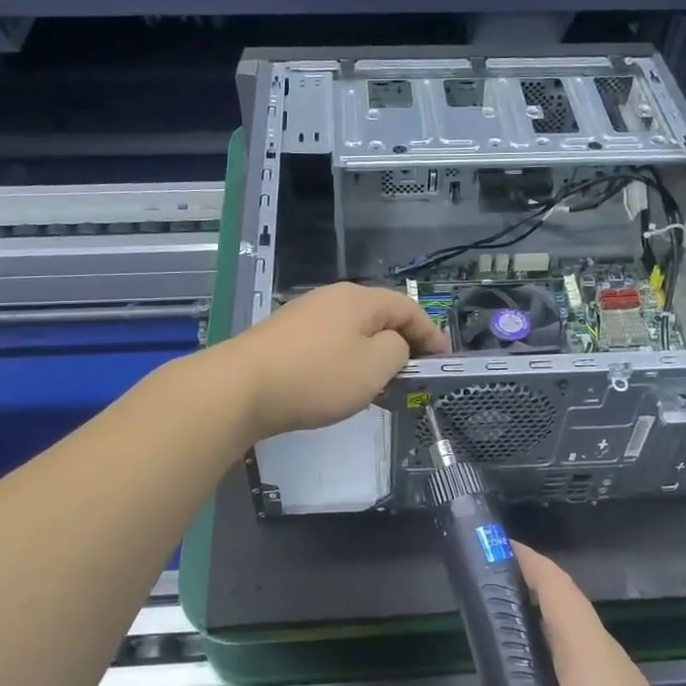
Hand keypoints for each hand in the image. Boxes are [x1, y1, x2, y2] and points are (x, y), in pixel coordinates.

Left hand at [216, 282, 448, 442]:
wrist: (241, 388)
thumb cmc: (318, 377)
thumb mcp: (375, 366)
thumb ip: (397, 350)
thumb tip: (391, 344)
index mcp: (359, 299)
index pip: (408, 308)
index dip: (431, 334)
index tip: (443, 361)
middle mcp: (331, 298)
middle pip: (378, 317)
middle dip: (401, 344)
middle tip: (413, 375)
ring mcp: (303, 315)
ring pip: (352, 332)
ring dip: (372, 356)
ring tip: (380, 386)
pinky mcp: (283, 337)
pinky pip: (328, 345)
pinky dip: (345, 362)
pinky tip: (340, 386)